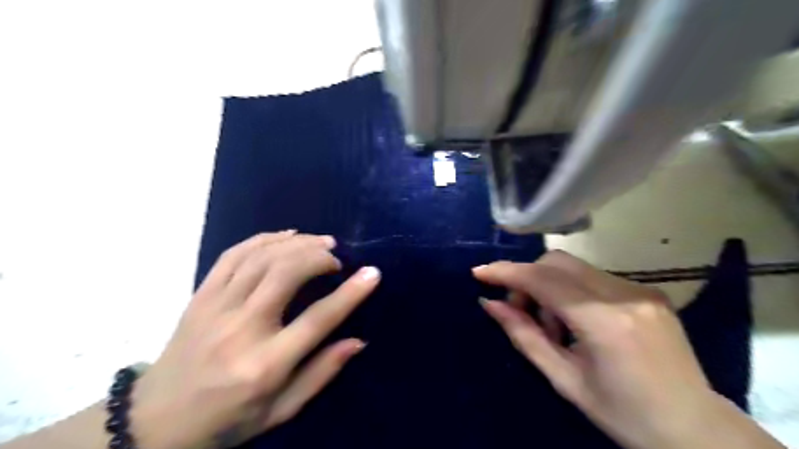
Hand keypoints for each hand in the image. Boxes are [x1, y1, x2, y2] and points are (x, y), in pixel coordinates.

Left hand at [132, 231, 379, 448]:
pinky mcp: (201, 296)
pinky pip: (233, 255)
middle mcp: (241, 329)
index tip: (372, 273)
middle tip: (337, 257)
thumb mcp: (281, 410)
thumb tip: (358, 341)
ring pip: (262, 258)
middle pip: (286, 274)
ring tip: (320, 241)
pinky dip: (264, 239)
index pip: (317, 320)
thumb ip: (321, 373)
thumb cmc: (227, 419)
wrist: (155, 421)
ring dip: (297, 243)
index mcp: (265, 364)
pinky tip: (286, 236)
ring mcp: (216, 308)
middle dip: (319, 257)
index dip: (350, 293)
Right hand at [473, 250, 727, 448]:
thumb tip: (490, 304)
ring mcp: (641, 289)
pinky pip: (593, 277)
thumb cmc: (624, 414)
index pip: (543, 280)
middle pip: (557, 262)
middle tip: (521, 311)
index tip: (479, 273)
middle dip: (528, 279)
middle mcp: (624, 294)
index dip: (507, 273)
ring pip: (573, 267)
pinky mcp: (648, 290)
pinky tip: (577, 321)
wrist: (697, 430)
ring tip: (554, 325)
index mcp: (604, 322)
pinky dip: (572, 291)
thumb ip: (524, 336)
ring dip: (549, 286)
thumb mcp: (564, 380)